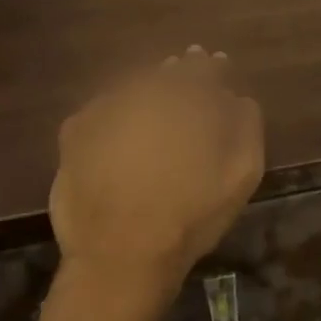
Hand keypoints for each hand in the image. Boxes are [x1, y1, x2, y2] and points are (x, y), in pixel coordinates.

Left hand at [49, 47, 264, 299]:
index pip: (204, 68)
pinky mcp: (75, 132)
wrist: (122, 255)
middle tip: (186, 74)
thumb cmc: (192, 214)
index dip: (214, 67)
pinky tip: (120, 125)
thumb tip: (236, 96)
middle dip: (180, 72)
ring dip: (147, 88)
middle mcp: (144, 91)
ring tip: (154, 103)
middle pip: (166, 72)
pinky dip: (115, 110)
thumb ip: (246, 124)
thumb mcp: (243, 172)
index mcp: (187, 97)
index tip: (219, 65)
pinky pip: (102, 109)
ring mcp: (104, 109)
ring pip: (133, 86)